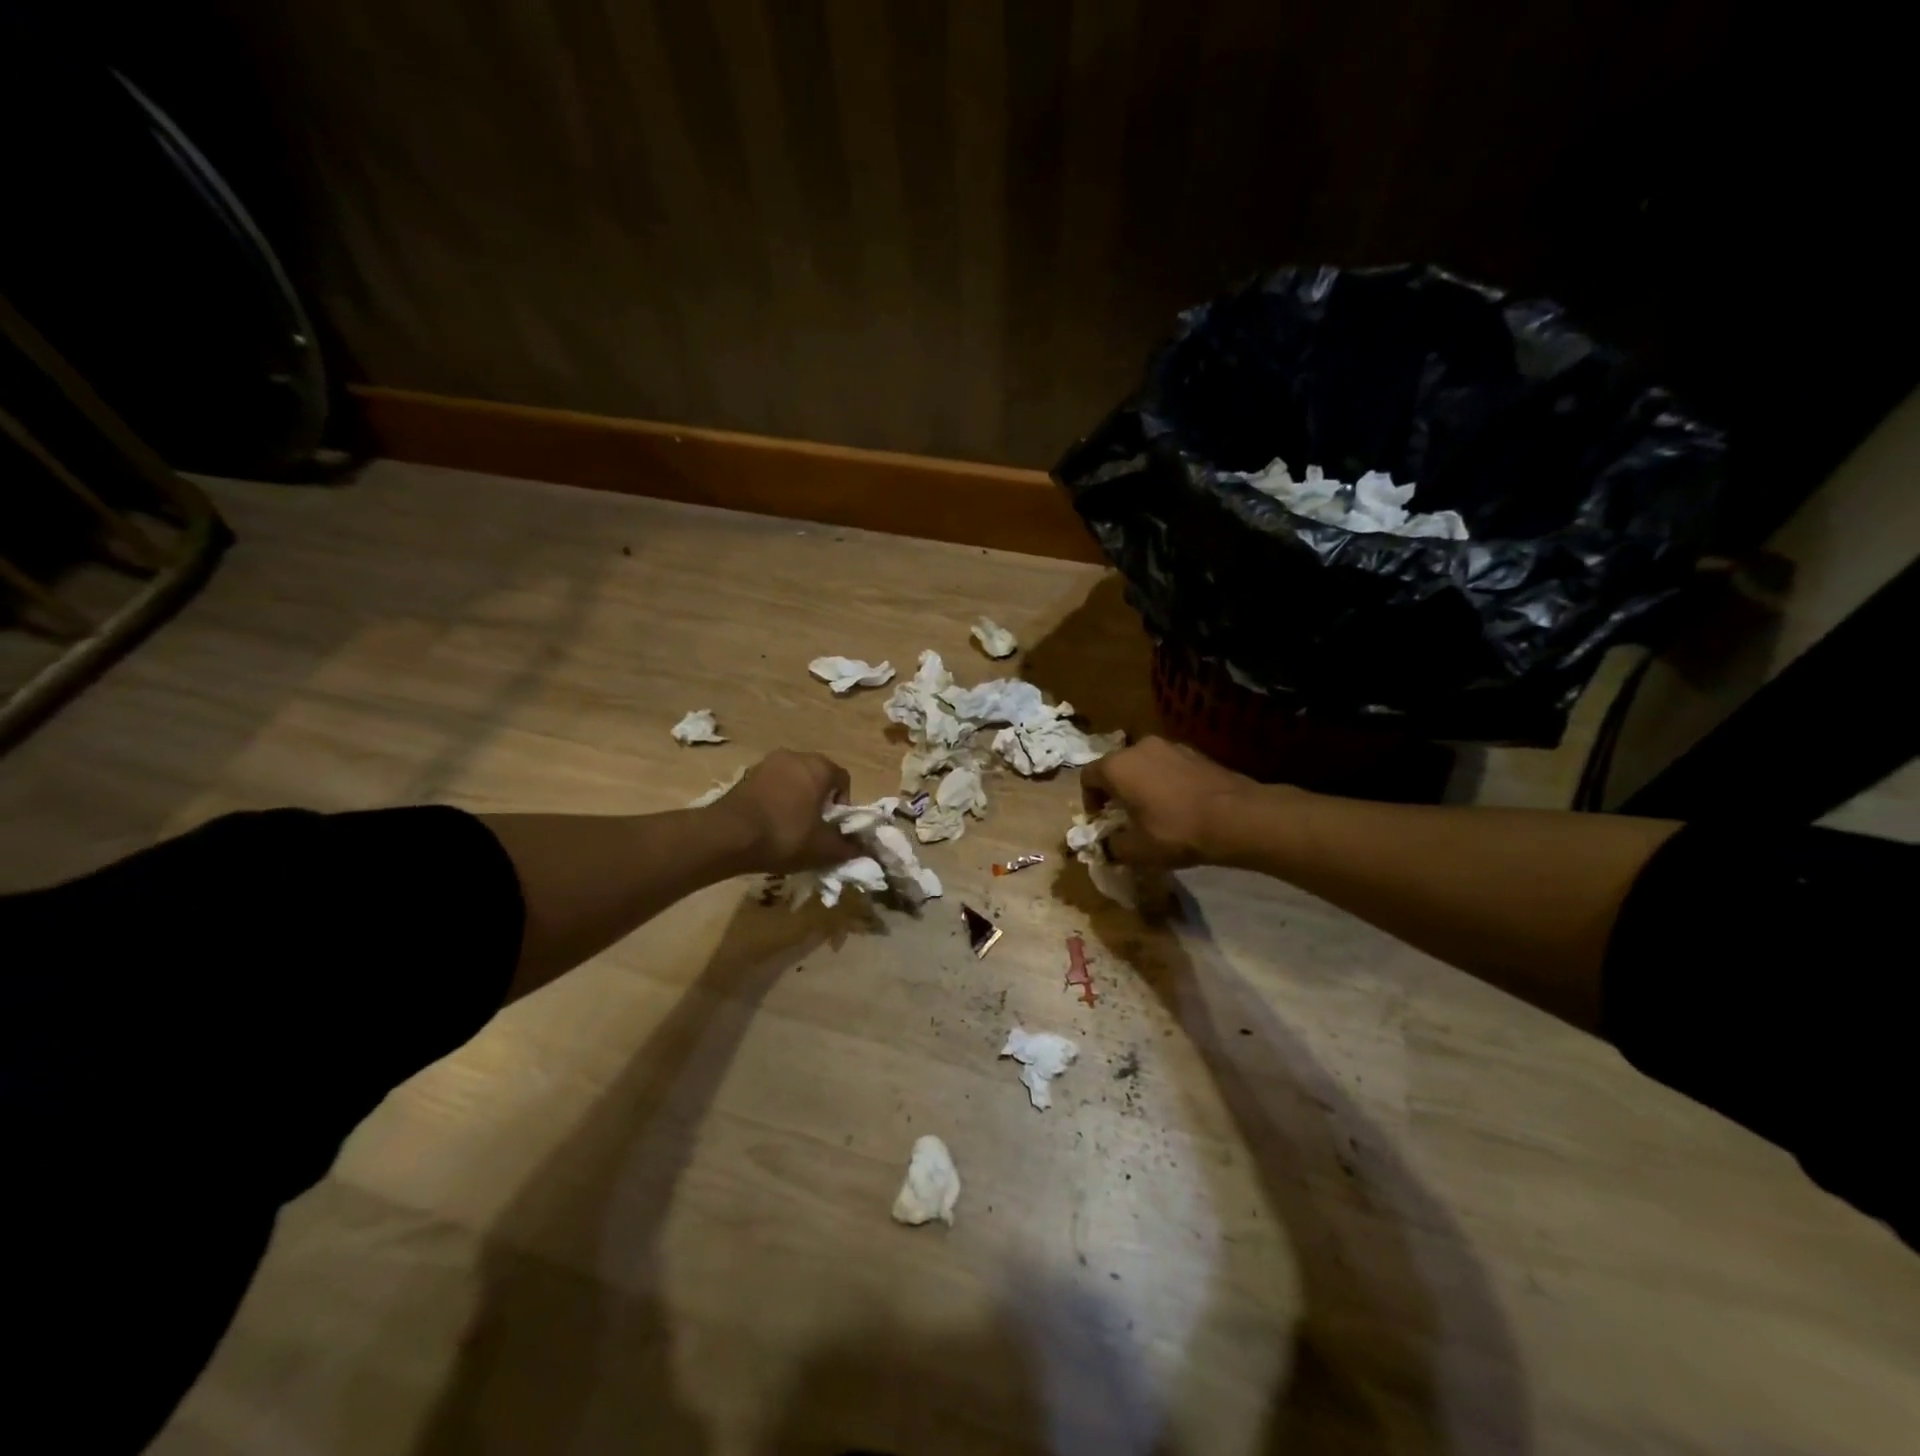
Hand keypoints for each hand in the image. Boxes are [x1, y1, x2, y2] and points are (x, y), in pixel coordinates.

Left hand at [708, 749, 852, 873]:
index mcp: (820, 766)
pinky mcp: (746, 775)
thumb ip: (848, 847)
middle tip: (814, 829)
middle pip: (817, 777)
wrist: (727, 835)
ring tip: (789, 829)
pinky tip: (768, 825)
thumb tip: (863, 848)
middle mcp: (795, 756)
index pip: (843, 780)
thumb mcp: (824, 849)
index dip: (843, 806)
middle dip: (819, 801)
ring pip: (793, 781)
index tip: (833, 828)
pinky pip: (771, 786)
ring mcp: (767, 763)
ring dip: (796, 801)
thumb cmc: (785, 835)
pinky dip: (775, 801)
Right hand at [1080, 736, 1261, 867]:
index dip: (1089, 801)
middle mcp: (1138, 747)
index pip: (1087, 777)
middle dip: (1116, 791)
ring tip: (1154, 812)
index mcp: (1117, 766)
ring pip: (1143, 764)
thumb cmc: (1176, 831)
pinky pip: (1167, 765)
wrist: (1236, 817)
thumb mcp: (1137, 850)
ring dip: (1141, 785)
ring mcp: (1169, 746)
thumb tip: (1108, 846)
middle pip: (1115, 767)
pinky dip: (1165, 781)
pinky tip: (1179, 805)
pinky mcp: (1194, 752)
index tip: (1102, 822)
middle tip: (1125, 817)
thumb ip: (1113, 846)